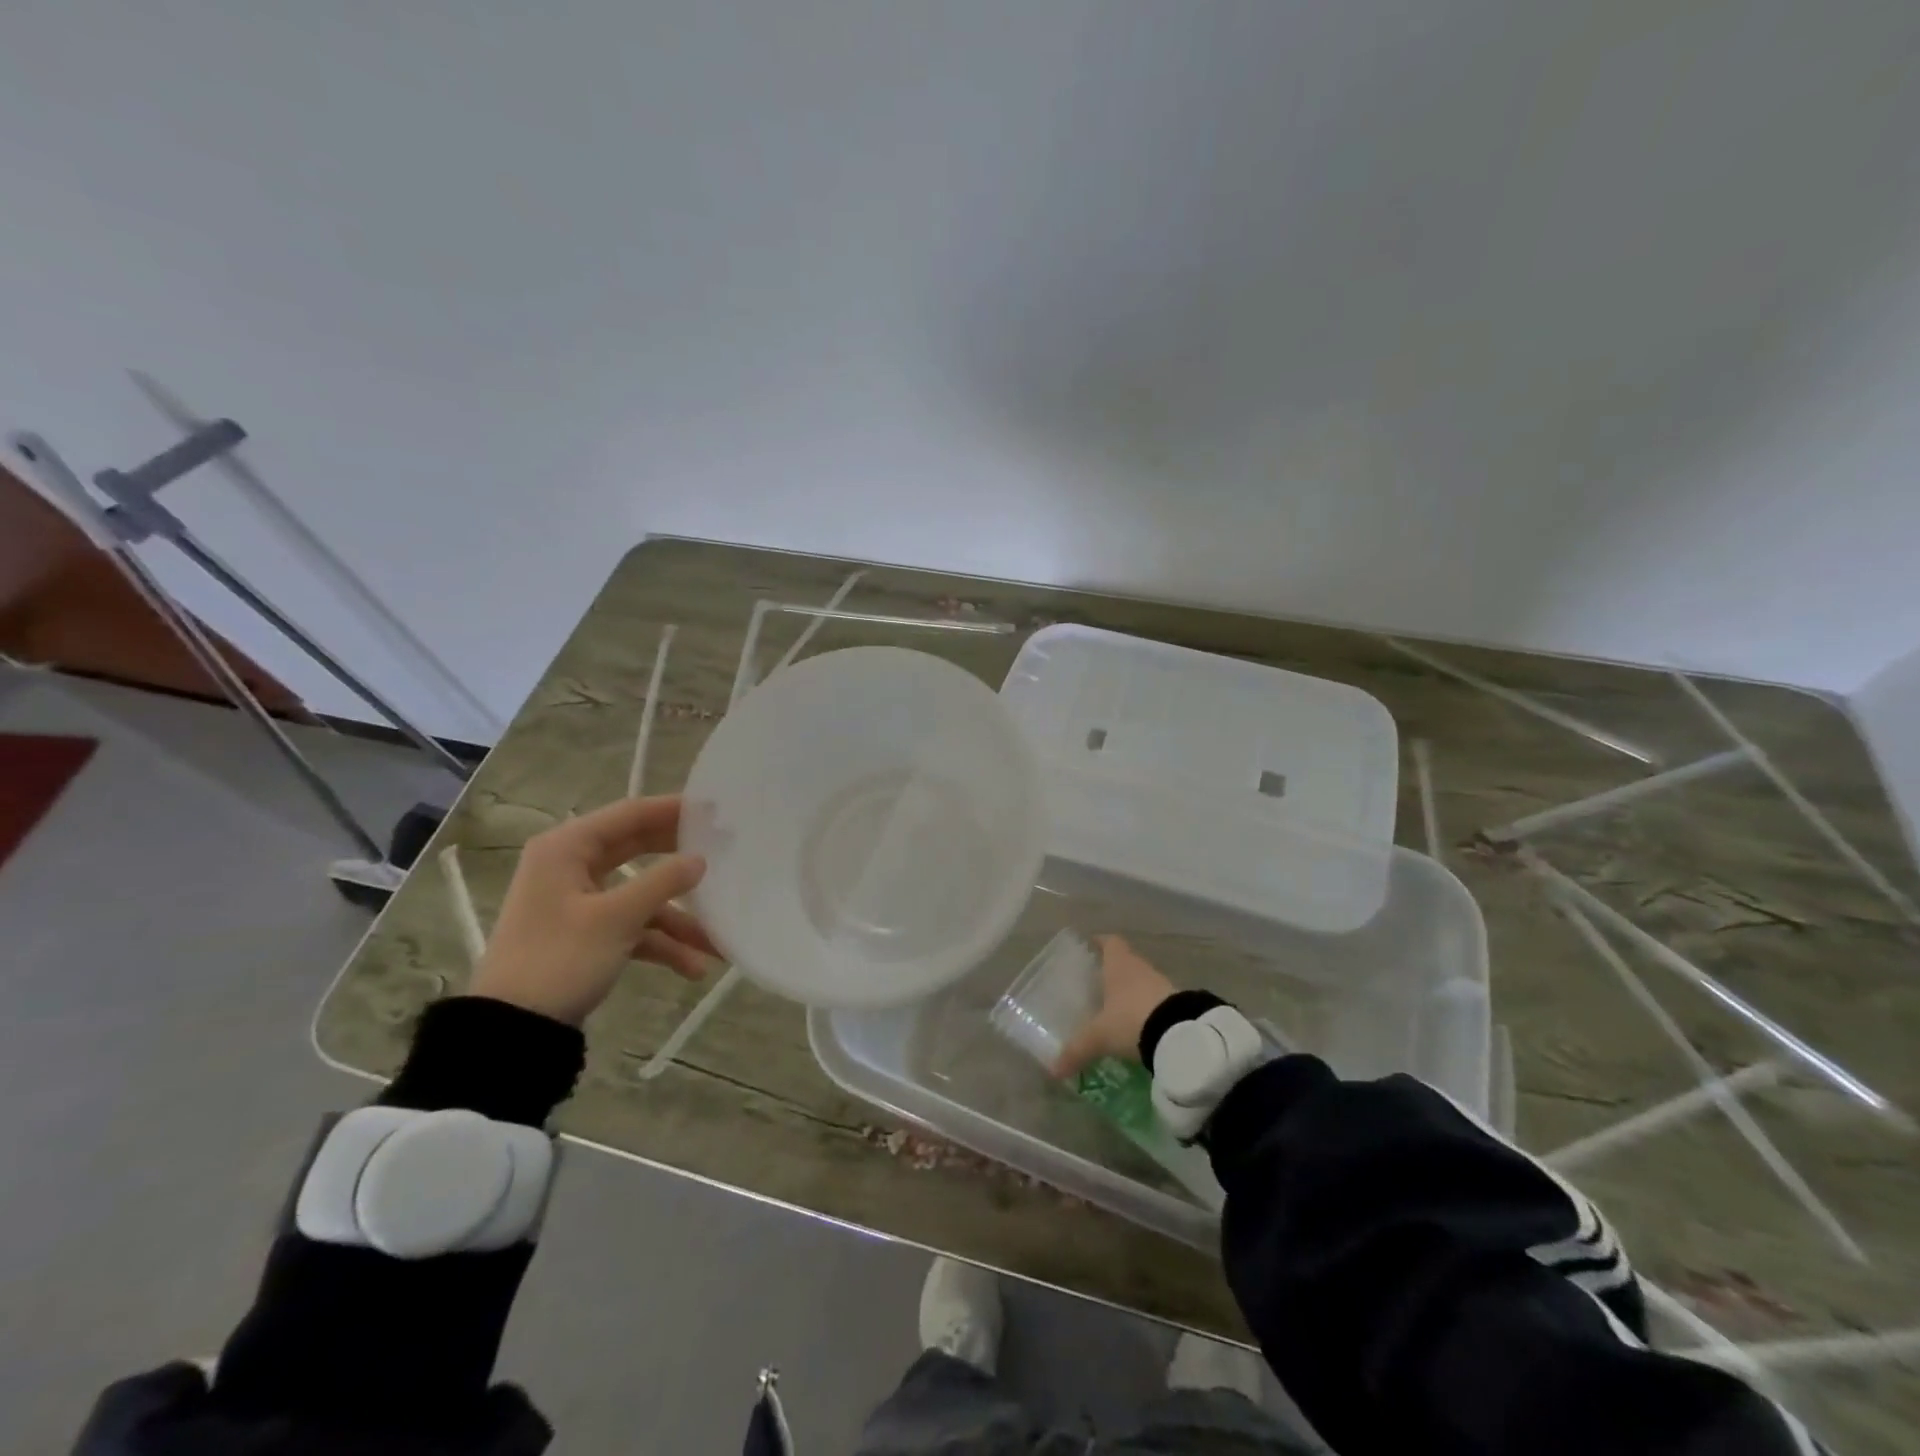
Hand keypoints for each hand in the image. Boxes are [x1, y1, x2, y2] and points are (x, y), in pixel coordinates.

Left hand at [470, 795, 716, 1025]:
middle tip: (725, 850)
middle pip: (638, 850)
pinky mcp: (586, 933)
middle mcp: (571, 866)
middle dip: (680, 859)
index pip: (629, 814)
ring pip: (640, 894)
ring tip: (718, 939)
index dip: (673, 809)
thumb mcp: (616, 919)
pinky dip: (661, 942)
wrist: (512, 1031)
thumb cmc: (559, 959)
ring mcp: (580, 901)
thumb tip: (700, 859)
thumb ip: (662, 882)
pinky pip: (632, 926)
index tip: (716, 809)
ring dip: (678, 917)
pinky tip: (693, 966)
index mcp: (567, 848)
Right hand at [1052, 935, 1175, 1077]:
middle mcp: (1140, 968)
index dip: (1101, 942)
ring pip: (1142, 980)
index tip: (1091, 946)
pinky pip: (1156, 999)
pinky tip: (1138, 1024)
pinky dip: (1146, 1007)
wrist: (1181, 1034)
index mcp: (1118, 964)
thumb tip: (1053, 1071)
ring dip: (1131, 990)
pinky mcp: (1177, 1003)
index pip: (1110, 942)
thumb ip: (1077, 1050)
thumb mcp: (1100, 1037)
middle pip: (1126, 961)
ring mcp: (1161, 984)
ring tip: (1116, 1006)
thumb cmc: (1131, 1019)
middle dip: (1113, 970)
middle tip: (1097, 983)